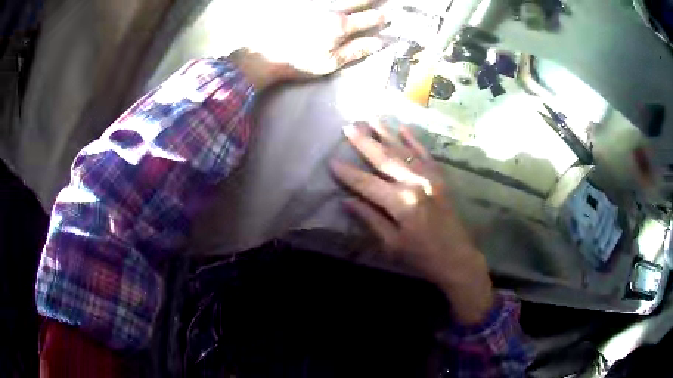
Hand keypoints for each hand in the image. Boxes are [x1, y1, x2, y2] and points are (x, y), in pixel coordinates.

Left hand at [228, 0, 388, 89]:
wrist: (265, 54)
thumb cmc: (299, 62)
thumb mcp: (330, 62)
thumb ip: (356, 50)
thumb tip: (380, 43)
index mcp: (341, 25)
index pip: (369, 18)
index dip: (381, 17)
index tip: (389, 15)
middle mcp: (332, 9)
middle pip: (358, 0)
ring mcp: (316, 3)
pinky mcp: (302, 3)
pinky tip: (338, 0)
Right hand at [330, 121, 493, 323]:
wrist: (457, 258)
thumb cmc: (422, 257)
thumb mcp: (392, 244)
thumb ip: (371, 219)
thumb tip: (347, 201)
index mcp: (402, 203)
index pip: (367, 184)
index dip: (348, 173)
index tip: (331, 161)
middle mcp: (415, 183)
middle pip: (385, 159)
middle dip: (365, 142)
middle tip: (349, 126)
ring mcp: (430, 178)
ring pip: (404, 151)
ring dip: (386, 134)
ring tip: (371, 118)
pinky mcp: (440, 178)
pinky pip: (425, 154)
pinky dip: (413, 140)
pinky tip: (403, 128)